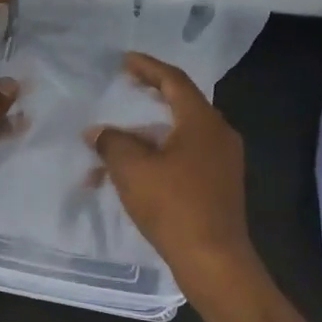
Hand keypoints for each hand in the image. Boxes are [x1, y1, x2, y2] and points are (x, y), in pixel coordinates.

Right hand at [88, 53, 260, 306]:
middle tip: (125, 88)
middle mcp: (219, 135)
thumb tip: (98, 132)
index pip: (174, 80)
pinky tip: (135, 171)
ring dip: (149, 133)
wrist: (214, 260)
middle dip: (150, 96)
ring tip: (118, 138)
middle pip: (181, 104)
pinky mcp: (220, 185)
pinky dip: (159, 155)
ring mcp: (223, 162)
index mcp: (202, 121)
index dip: (148, 67)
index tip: (125, 61)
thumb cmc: (174, 206)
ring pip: (181, 134)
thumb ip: (112, 142)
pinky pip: (186, 157)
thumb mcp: (132, 169)